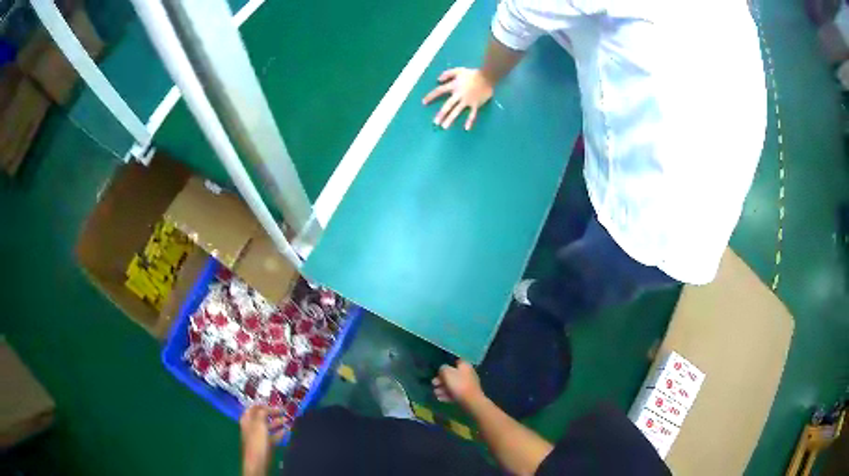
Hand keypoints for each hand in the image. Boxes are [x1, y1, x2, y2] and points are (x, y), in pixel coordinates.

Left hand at [240, 405, 285, 475]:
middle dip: (272, 413)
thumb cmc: (256, 441)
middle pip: (262, 416)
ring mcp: (259, 436)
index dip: (263, 404)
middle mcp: (252, 426)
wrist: (258, 461)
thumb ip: (262, 413)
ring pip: (268, 426)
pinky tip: (286, 431)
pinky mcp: (265, 444)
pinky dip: (279, 433)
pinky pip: (272, 436)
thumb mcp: (259, 424)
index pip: (254, 407)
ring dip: (277, 422)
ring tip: (287, 420)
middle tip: (283, 411)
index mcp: (247, 419)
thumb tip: (265, 407)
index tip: (274, 403)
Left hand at [422, 68, 493, 129]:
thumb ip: (447, 73)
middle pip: (448, 105)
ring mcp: (467, 100)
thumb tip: (438, 80)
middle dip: (441, 114)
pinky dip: (470, 121)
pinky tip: (466, 128)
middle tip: (435, 122)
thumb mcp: (458, 70)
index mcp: (454, 86)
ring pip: (457, 111)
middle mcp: (459, 95)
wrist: (487, 77)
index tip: (424, 102)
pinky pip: (472, 114)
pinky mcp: (476, 104)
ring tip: (445, 126)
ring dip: (450, 119)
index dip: (431, 96)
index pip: (439, 91)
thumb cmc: (472, 74)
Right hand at [432, 360, 484, 407]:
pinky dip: (447, 395)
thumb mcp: (447, 373)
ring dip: (442, 389)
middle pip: (452, 375)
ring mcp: (467, 385)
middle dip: (441, 380)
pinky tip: (440, 398)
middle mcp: (467, 374)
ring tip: (436, 393)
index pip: (455, 362)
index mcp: (465, 366)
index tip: (438, 371)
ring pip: (452, 385)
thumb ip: (443, 368)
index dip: (446, 366)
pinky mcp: (466, 395)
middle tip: (433, 384)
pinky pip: (455, 393)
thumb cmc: (459, 384)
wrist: (471, 401)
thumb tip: (443, 369)